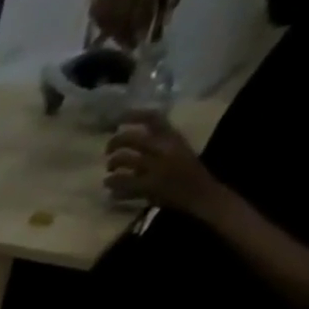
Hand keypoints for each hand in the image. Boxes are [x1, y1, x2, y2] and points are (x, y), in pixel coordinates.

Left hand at [105, 111, 223, 217]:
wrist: (200, 193)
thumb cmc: (188, 171)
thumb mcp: (178, 149)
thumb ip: (159, 142)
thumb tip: (131, 138)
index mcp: (173, 137)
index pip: (153, 118)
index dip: (134, 115)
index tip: (119, 119)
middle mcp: (164, 149)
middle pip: (131, 139)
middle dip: (114, 143)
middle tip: (108, 152)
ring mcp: (156, 168)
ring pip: (122, 160)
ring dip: (111, 166)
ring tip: (110, 174)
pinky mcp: (148, 187)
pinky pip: (121, 183)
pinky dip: (113, 187)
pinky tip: (112, 191)